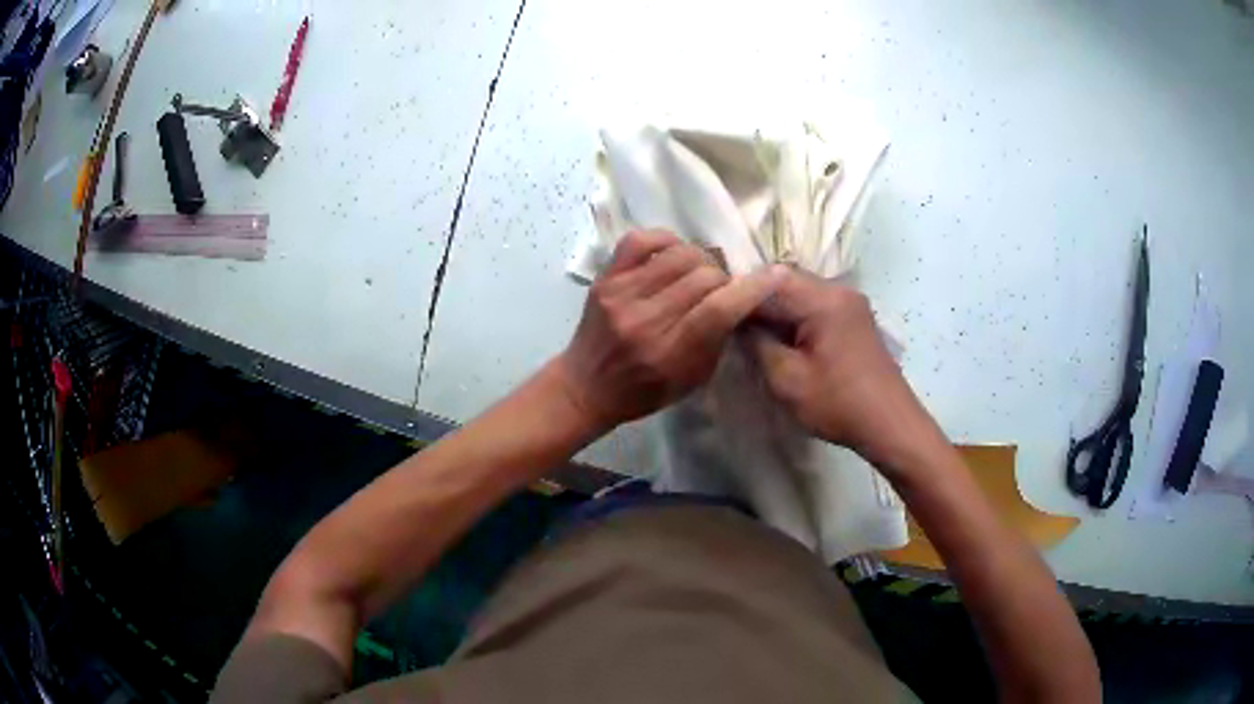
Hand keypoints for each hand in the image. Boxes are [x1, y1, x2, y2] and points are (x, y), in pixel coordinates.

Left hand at [554, 230, 782, 432]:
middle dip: (723, 279)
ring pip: (678, 254)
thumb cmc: (644, 391)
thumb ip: (716, 339)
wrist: (586, 386)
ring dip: (699, 260)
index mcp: (670, 353)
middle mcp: (645, 320)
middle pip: (703, 276)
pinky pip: (639, 240)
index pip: (719, 309)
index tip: (774, 275)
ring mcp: (621, 295)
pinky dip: (664, 239)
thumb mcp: (692, 379)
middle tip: (720, 289)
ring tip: (697, 273)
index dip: (752, 288)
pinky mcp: (604, 278)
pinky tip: (672, 252)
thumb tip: (739, 298)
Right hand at [746, 269, 932, 469]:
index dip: (739, 293)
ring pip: (800, 293)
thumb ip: (757, 343)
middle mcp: (839, 290)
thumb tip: (738, 322)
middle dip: (757, 300)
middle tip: (731, 325)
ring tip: (753, 334)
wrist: (889, 425)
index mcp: (823, 300)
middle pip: (785, 281)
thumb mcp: (787, 379)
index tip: (715, 313)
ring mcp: (850, 302)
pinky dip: (795, 316)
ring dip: (776, 309)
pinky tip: (783, 339)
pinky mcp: (854, 318)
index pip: (769, 280)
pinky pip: (815, 305)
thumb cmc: (838, 404)